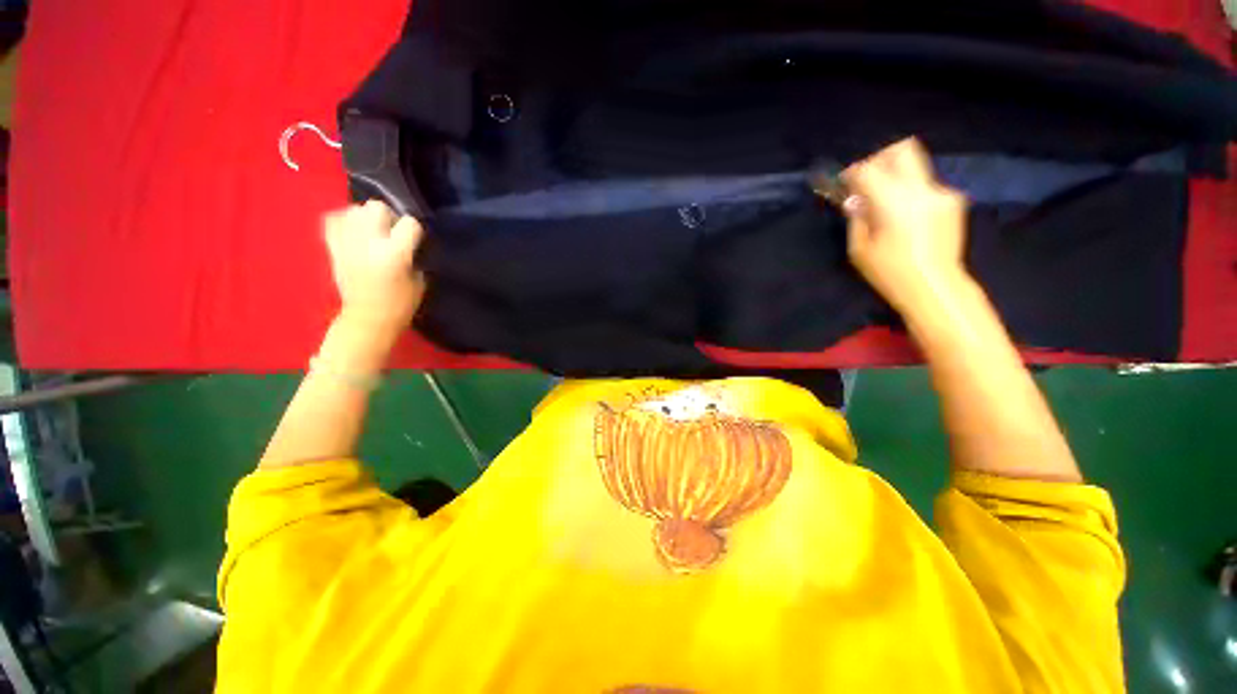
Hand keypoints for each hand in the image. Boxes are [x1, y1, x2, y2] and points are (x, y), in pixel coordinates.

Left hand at [323, 201, 425, 334]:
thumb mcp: (419, 280)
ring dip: (365, 217)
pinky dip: (343, 220)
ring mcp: (347, 243)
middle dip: (387, 216)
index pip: (409, 223)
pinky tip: (353, 230)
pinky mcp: (333, 248)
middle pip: (376, 207)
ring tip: (371, 231)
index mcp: (395, 254)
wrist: (368, 319)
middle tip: (391, 232)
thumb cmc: (401, 304)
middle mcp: (369, 243)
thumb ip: (412, 255)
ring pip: (354, 210)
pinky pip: (333, 220)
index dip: (414, 230)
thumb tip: (406, 241)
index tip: (415, 241)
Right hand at [841, 137, 969, 314]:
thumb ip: (857, 218)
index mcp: (895, 203)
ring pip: (915, 168)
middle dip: (880, 159)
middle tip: (868, 180)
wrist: (935, 287)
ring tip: (885, 204)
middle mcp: (922, 190)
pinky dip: (910, 193)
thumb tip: (854, 200)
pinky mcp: (953, 201)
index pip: (870, 170)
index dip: (854, 172)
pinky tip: (904, 216)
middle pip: (903, 150)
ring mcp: (942, 193)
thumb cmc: (890, 273)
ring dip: (896, 178)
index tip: (844, 181)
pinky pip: (925, 186)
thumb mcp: (860, 249)